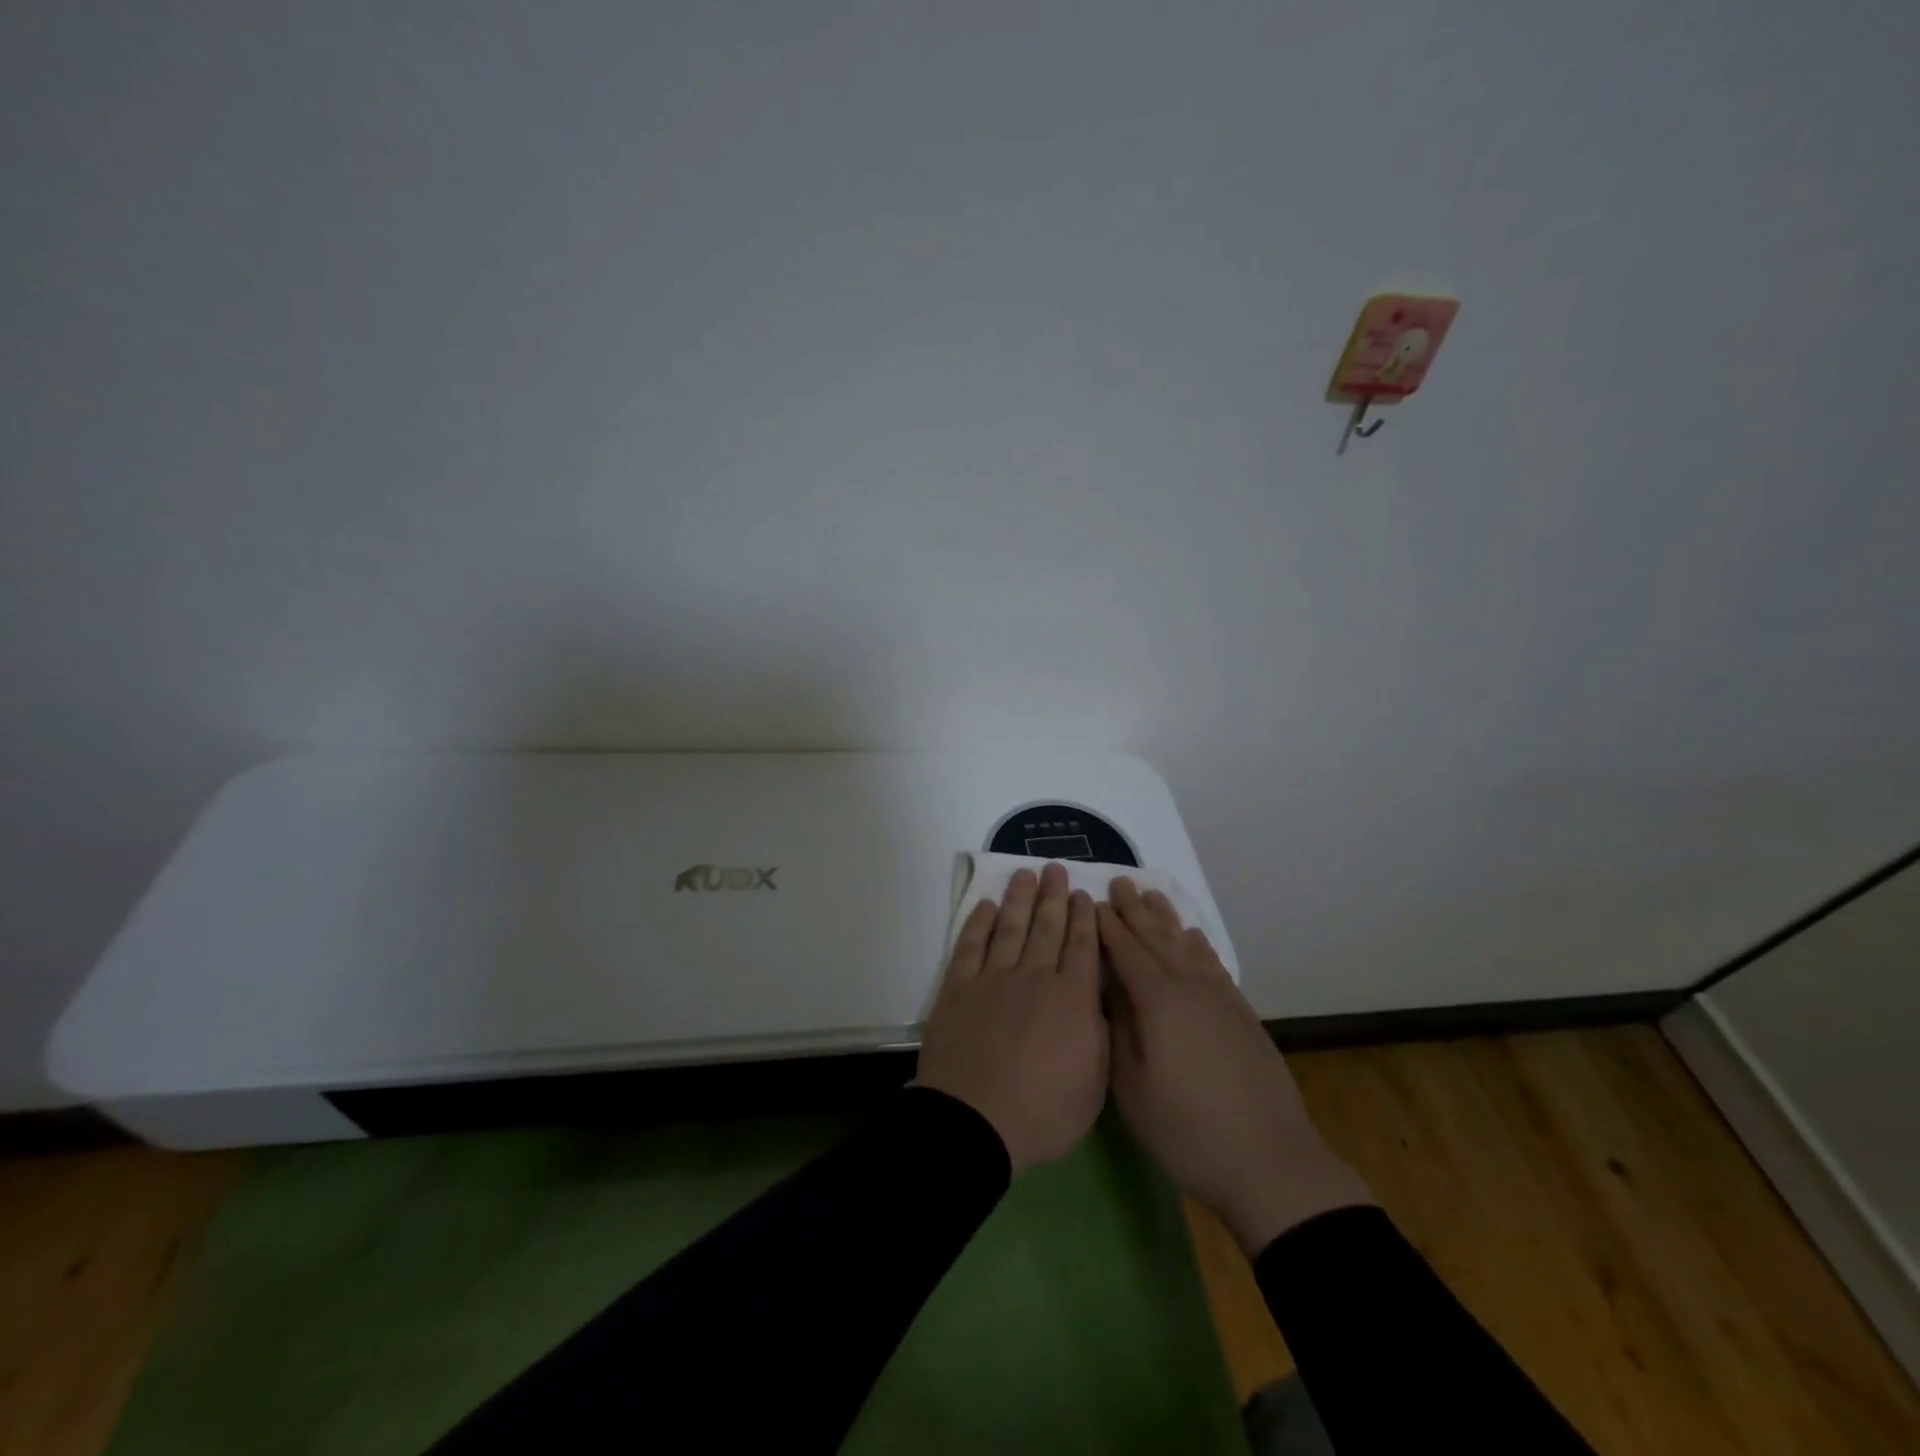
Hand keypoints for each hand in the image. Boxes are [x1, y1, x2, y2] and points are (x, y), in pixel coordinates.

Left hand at [917, 863, 1108, 1174]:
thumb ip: (1100, 1035)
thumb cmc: (1042, 1113)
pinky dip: (979, 922)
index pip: (1082, 947)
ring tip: (1026, 873)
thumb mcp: (1094, 1085)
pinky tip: (987, 906)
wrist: (975, 1121)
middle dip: (1054, 896)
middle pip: (1047, 927)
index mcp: (1072, 999)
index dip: (1083, 918)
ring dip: (1020, 898)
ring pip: (1011, 927)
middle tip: (1056, 868)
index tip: (1084, 894)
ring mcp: (994, 978)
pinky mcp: (959, 987)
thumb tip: (1099, 999)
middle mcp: (1035, 977)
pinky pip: (971, 945)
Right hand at [1099, 878, 1374, 1254]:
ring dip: (1167, 918)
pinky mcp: (1241, 1012)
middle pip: (1157, 938)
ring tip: (1152, 894)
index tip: (1092, 901)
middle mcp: (1189, 987)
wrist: (1270, 1161)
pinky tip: (1192, 936)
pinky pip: (1212, 963)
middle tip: (1120, 882)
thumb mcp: (1132, 1089)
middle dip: (1135, 910)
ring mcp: (1220, 997)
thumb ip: (1116, 1030)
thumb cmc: (1187, 1129)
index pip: (1126, 951)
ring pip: (1187, 944)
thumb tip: (1107, 990)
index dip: (1107, 925)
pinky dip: (1198, 943)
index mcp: (1158, 1001)